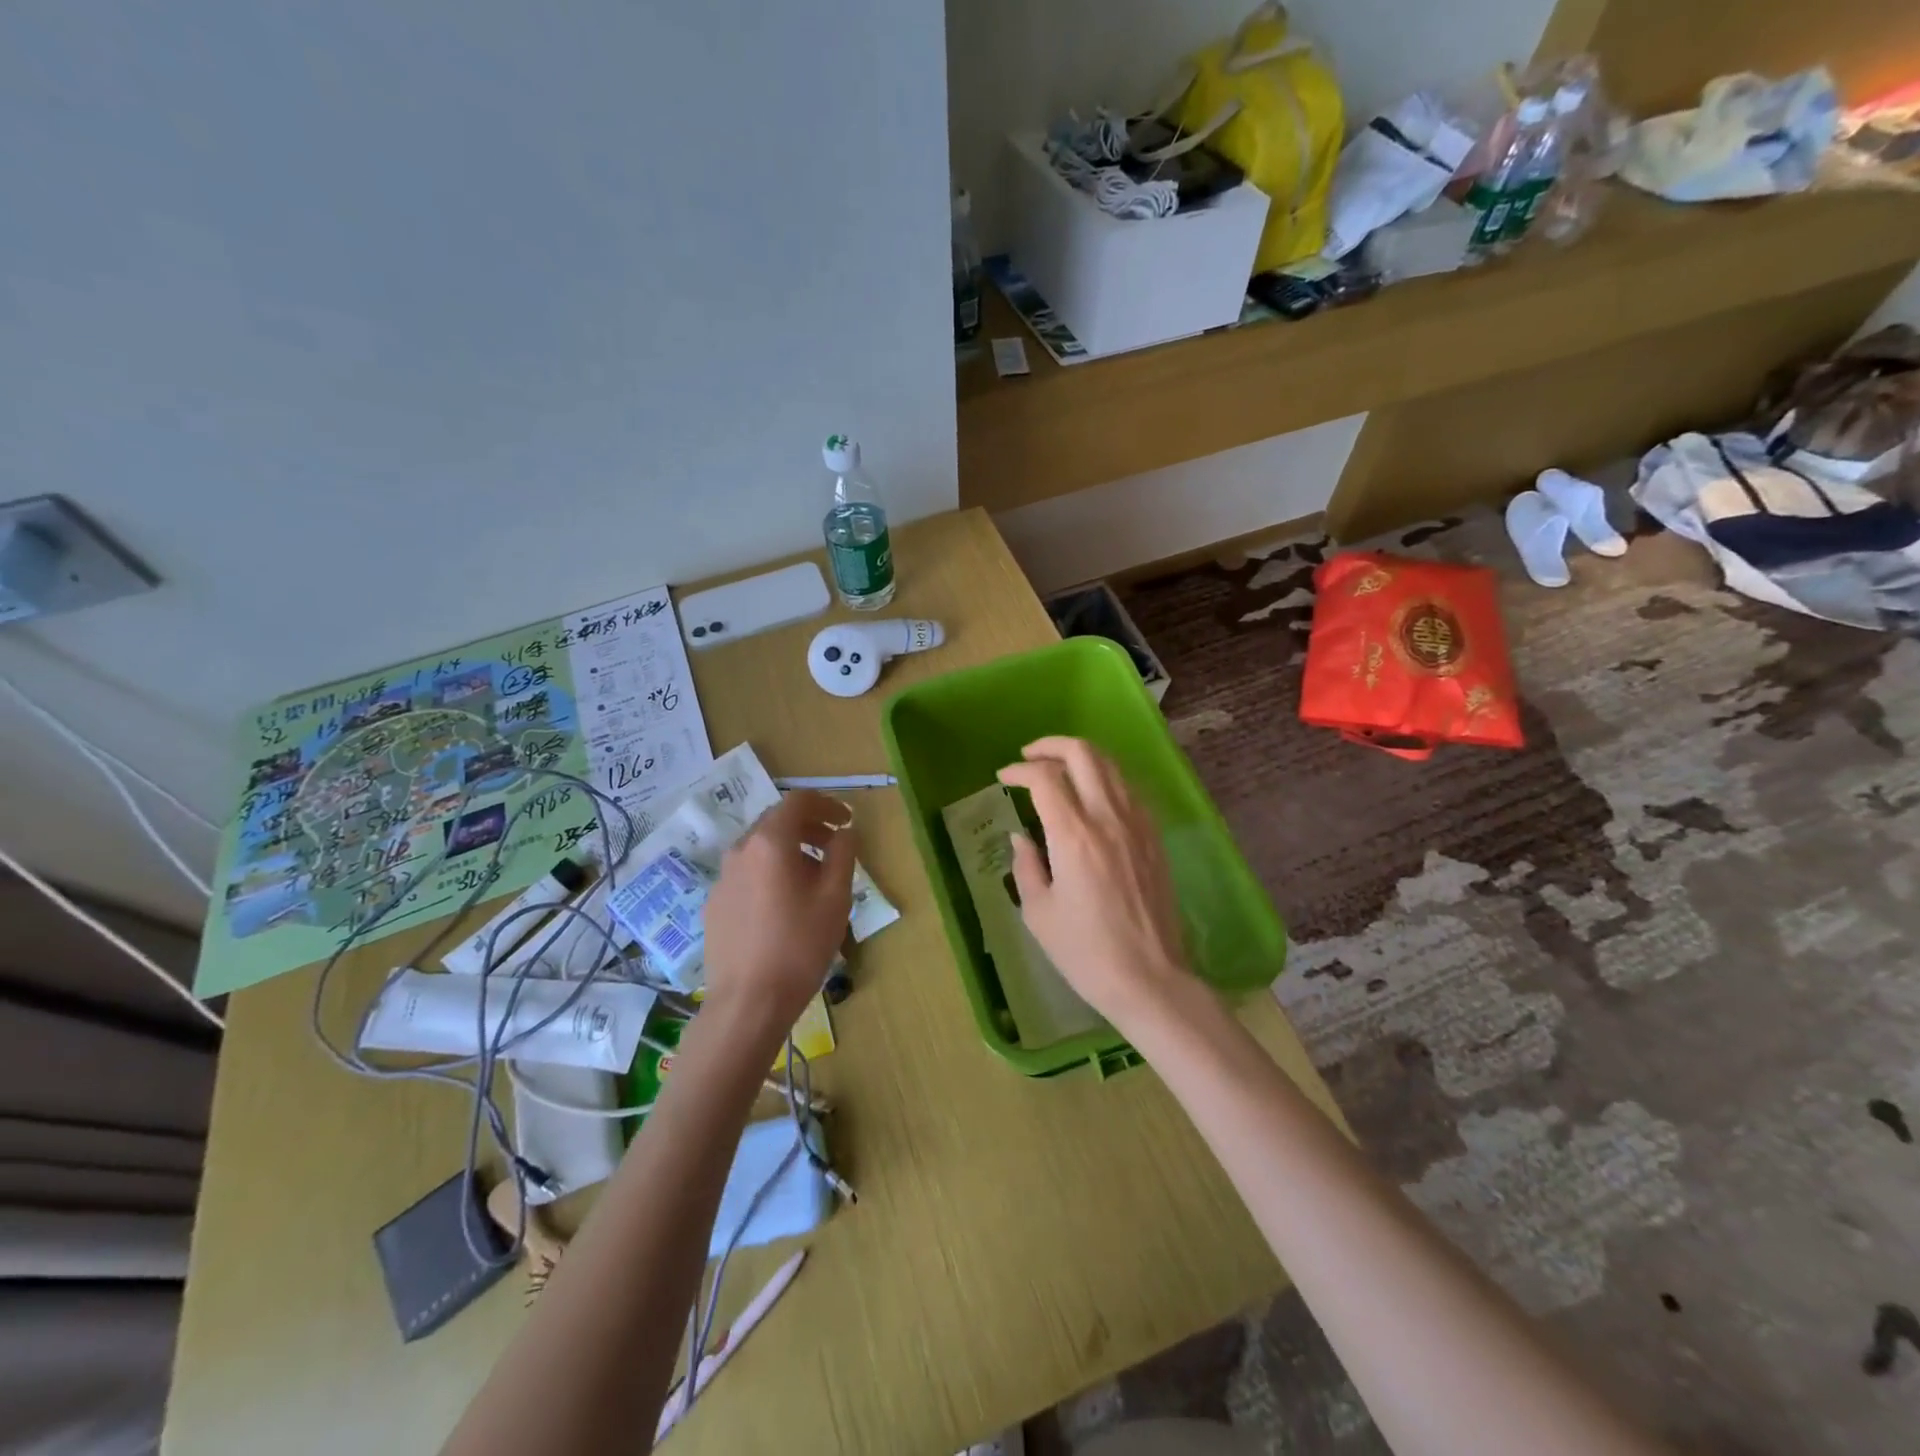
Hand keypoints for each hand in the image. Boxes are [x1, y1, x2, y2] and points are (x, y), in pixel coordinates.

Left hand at [701, 790, 853, 1046]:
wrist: (748, 1003)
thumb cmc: (799, 945)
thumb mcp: (835, 897)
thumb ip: (843, 854)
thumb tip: (844, 832)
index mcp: (770, 842)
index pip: (798, 801)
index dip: (826, 804)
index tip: (846, 820)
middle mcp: (740, 850)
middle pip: (776, 822)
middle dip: (809, 827)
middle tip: (835, 847)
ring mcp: (722, 878)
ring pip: (760, 849)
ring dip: (790, 851)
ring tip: (813, 879)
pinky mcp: (714, 904)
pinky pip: (747, 874)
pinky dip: (770, 872)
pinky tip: (784, 905)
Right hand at [996, 737, 1193, 1027]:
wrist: (1150, 979)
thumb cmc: (1085, 952)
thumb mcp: (1038, 913)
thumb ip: (1026, 866)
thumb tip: (1022, 838)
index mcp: (1075, 836)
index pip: (1046, 778)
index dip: (1020, 770)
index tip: (1004, 777)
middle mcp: (1109, 818)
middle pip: (1083, 754)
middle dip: (1051, 746)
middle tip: (1029, 756)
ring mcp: (1138, 824)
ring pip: (1111, 765)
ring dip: (1081, 757)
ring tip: (1059, 769)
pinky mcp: (1154, 837)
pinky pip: (1129, 788)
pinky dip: (1105, 778)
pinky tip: (1092, 795)